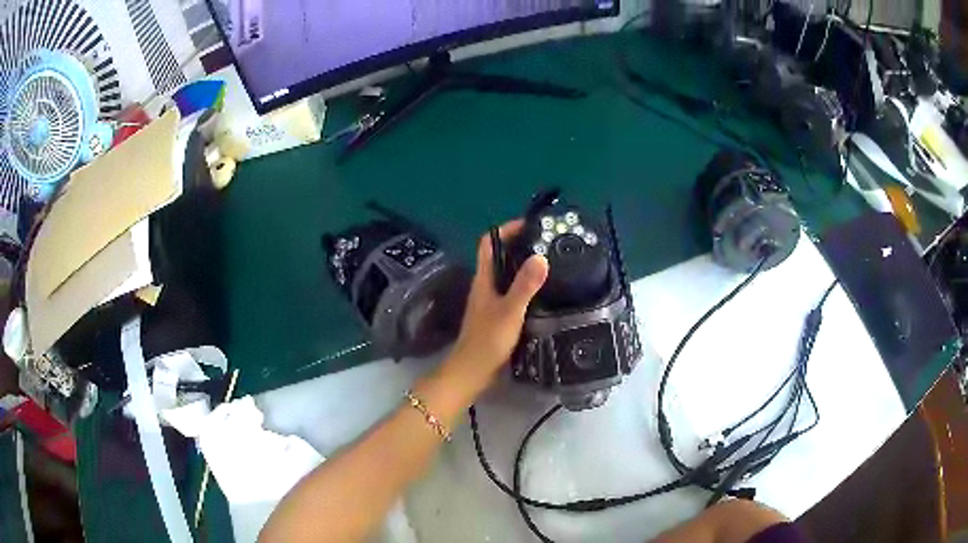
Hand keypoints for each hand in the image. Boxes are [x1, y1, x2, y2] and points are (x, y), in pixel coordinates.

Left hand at [438, 220, 548, 398]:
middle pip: (500, 257)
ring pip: (507, 275)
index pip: (489, 243)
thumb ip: (525, 285)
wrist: (472, 373)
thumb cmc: (487, 341)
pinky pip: (513, 293)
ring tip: (551, 262)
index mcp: (484, 279)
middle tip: (548, 243)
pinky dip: (527, 286)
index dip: (505, 229)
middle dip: (520, 245)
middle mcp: (486, 286)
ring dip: (524, 266)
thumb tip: (541, 256)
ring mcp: (491, 302)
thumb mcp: (510, 311)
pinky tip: (545, 292)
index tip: (530, 225)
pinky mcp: (498, 316)